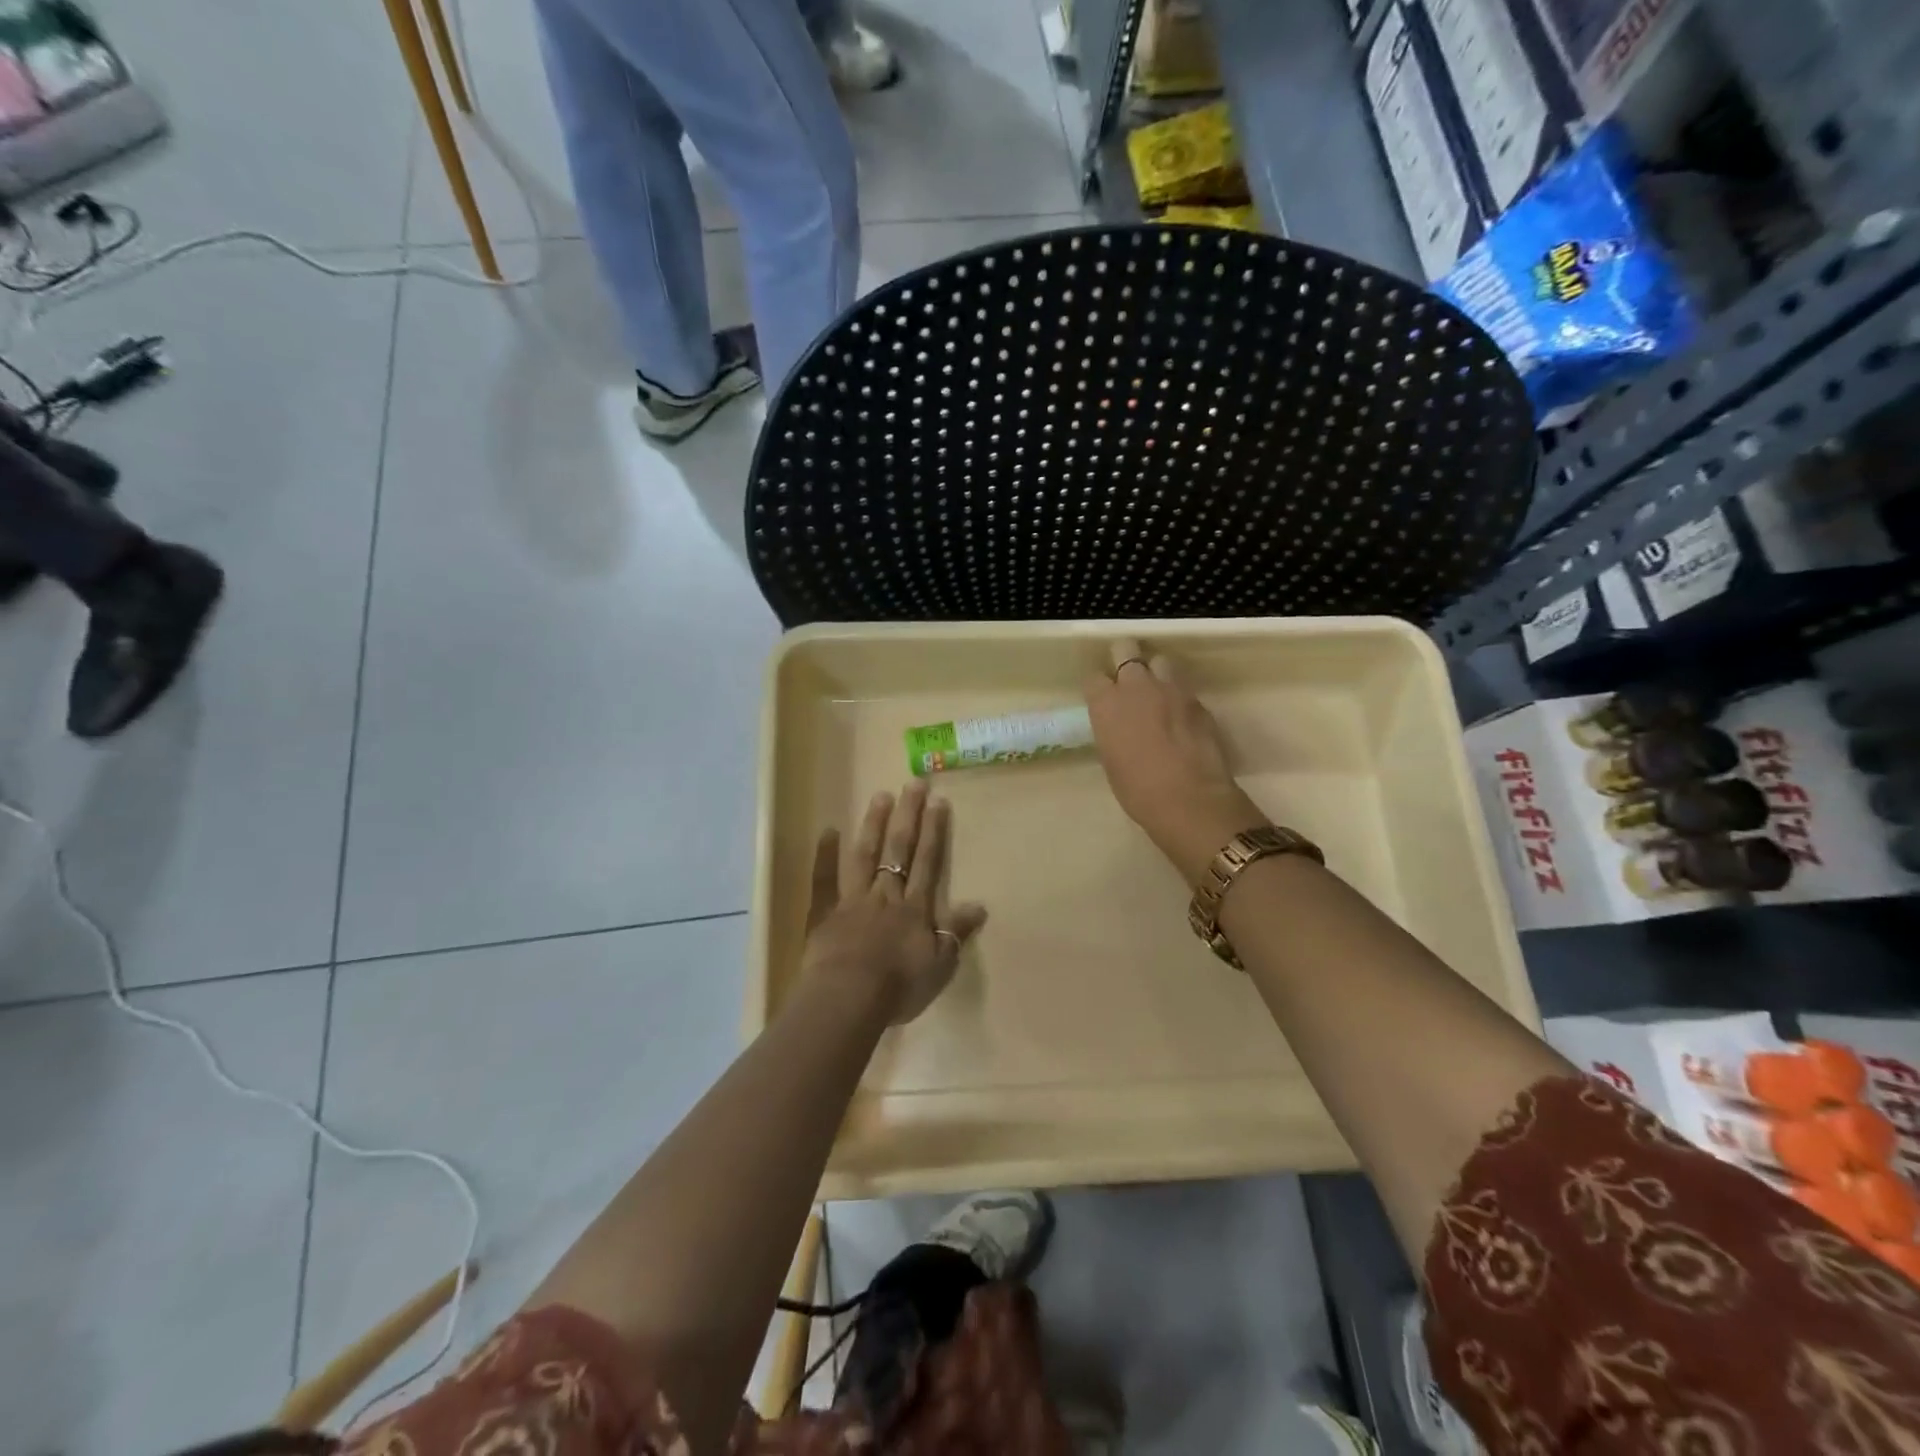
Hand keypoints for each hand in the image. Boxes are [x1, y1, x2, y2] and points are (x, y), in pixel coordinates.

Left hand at [798, 778, 988, 1025]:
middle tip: (913, 783)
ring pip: (865, 855)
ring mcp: (852, 900)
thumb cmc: (898, 987)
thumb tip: (979, 906)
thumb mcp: (940, 966)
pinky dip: (825, 855)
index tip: (938, 801)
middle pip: (898, 849)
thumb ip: (956, 933)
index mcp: (914, 908)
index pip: (927, 862)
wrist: (848, 998)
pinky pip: (824, 879)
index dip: (934, 831)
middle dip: (908, 815)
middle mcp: (885, 895)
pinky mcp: (824, 912)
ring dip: (873, 824)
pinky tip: (828, 830)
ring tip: (880, 796)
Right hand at [1084, 638, 1269, 884]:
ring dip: (1156, 673)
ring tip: (1158, 694)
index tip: (1102, 698)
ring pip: (1160, 661)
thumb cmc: (1137, 790)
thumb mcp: (1111, 758)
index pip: (1094, 677)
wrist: (1188, 799)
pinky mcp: (1197, 700)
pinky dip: (1179, 697)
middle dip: (1125, 658)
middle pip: (1126, 649)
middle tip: (1128, 680)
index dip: (1099, 687)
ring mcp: (1171, 689)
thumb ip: (1112, 730)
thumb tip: (1119, 724)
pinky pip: (1184, 687)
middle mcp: (1136, 686)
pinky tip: (1181, 718)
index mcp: (1106, 704)